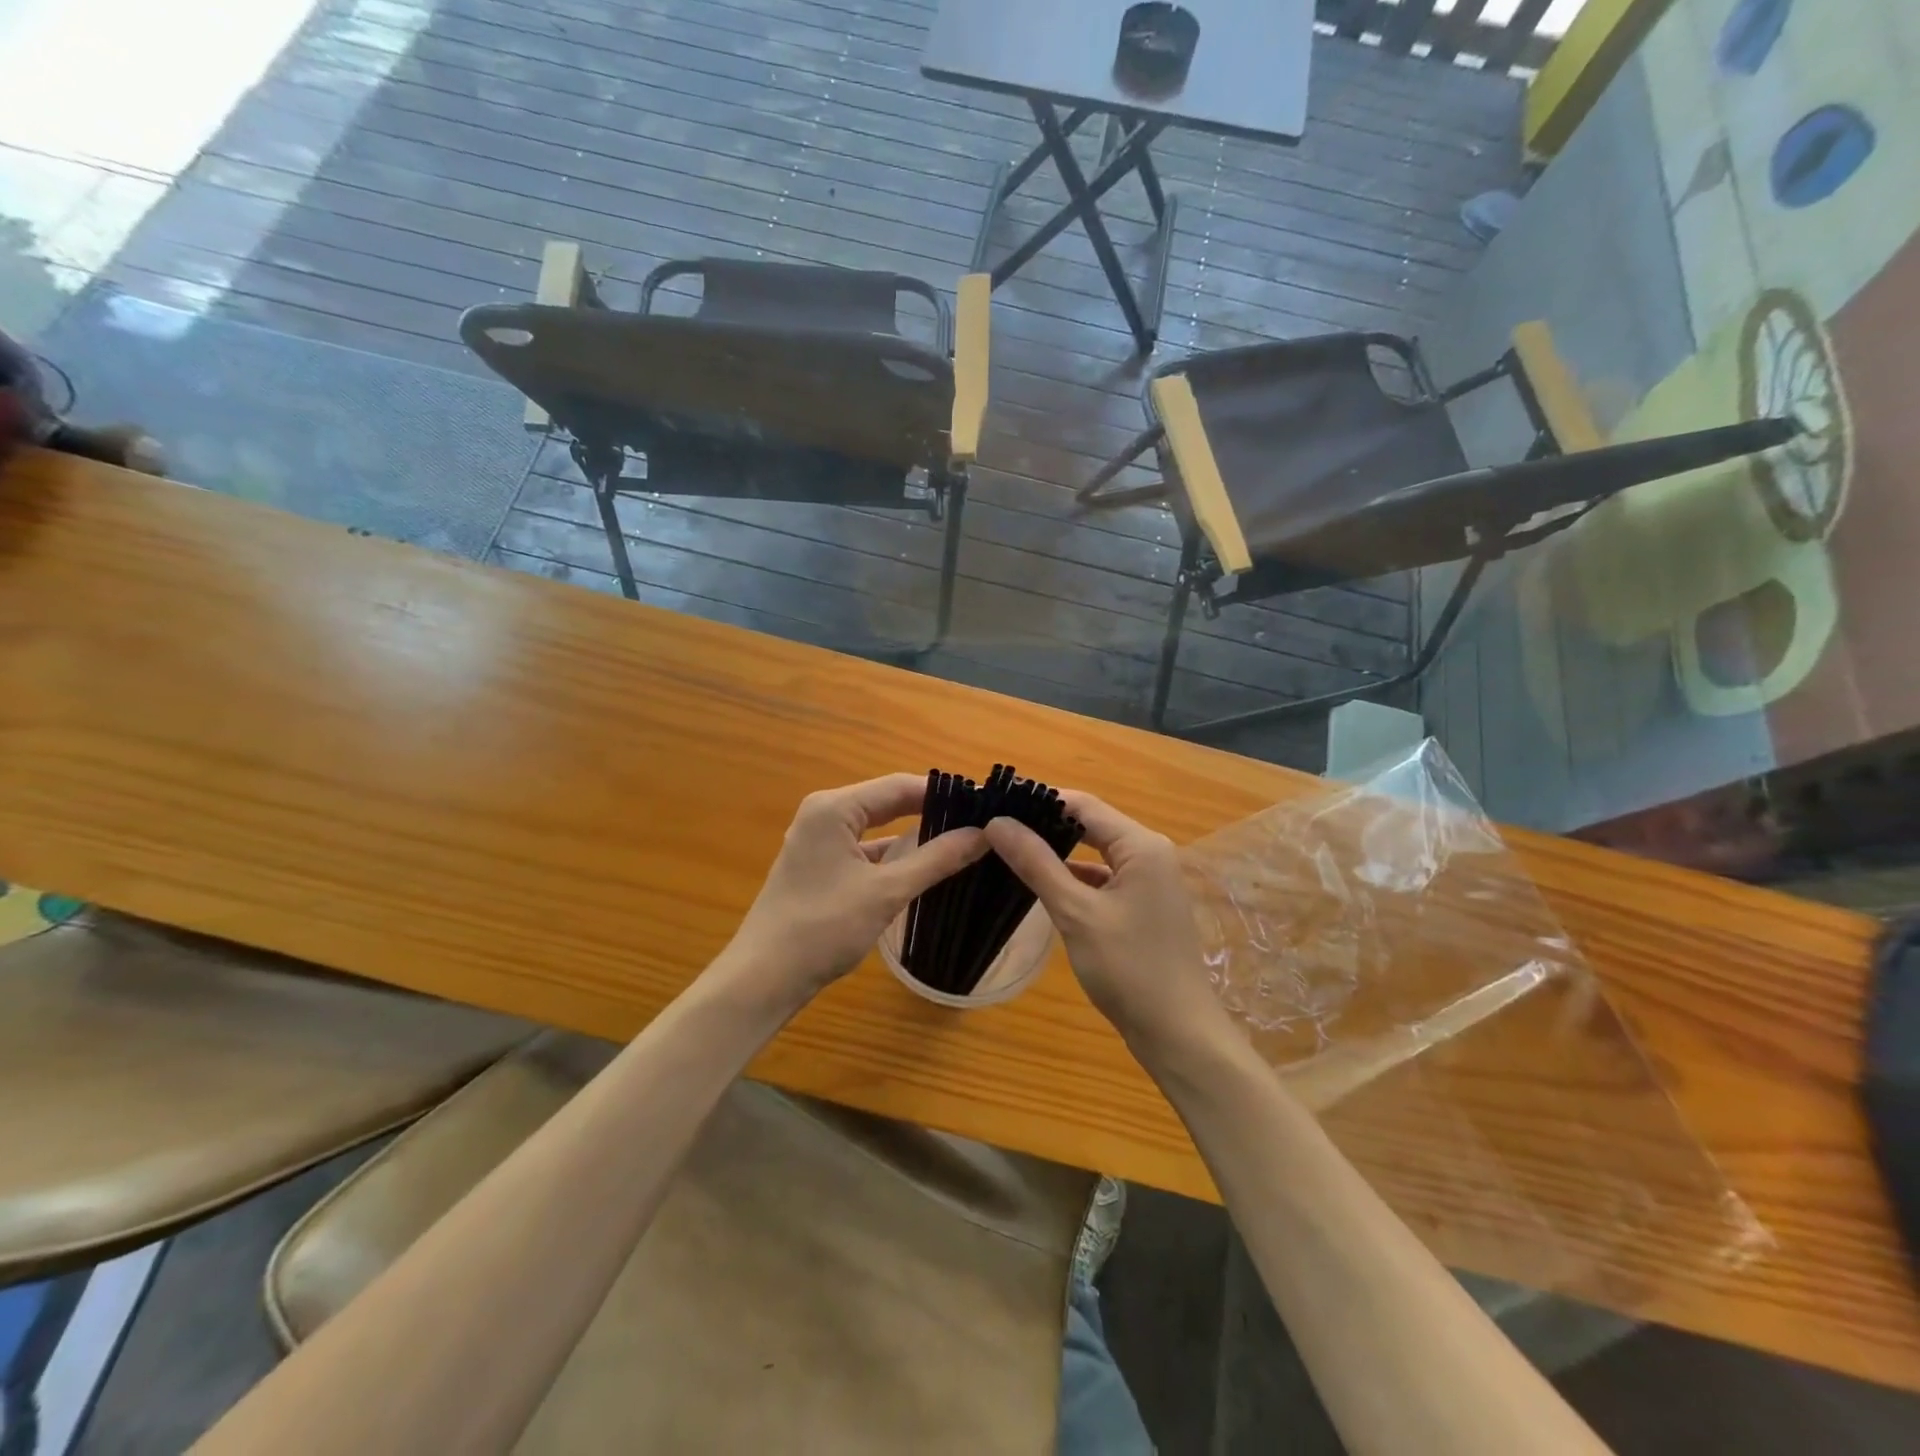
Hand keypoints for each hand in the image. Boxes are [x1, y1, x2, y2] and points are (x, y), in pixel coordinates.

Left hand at [721, 774, 987, 1005]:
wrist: (764, 979)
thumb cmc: (823, 928)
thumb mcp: (886, 892)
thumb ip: (936, 859)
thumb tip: (983, 834)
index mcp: (834, 808)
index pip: (899, 786)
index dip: (943, 793)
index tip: (983, 803)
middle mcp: (823, 814)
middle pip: (888, 802)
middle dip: (931, 811)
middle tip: (978, 821)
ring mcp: (819, 841)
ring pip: (877, 828)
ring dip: (914, 835)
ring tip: (961, 840)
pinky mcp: (820, 866)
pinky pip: (865, 849)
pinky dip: (893, 856)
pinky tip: (924, 867)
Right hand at [985, 793, 1224, 1049]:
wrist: (1178, 1033)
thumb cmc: (1128, 968)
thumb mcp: (1075, 912)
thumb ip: (1037, 863)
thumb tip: (998, 822)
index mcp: (1141, 845)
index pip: (1082, 804)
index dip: (1039, 800)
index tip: (996, 803)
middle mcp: (1150, 853)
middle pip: (1091, 824)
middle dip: (1046, 824)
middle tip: (997, 827)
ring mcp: (1150, 880)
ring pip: (1096, 852)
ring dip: (1059, 851)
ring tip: (1011, 849)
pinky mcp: (1143, 905)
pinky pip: (1104, 878)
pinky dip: (1075, 877)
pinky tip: (1044, 884)